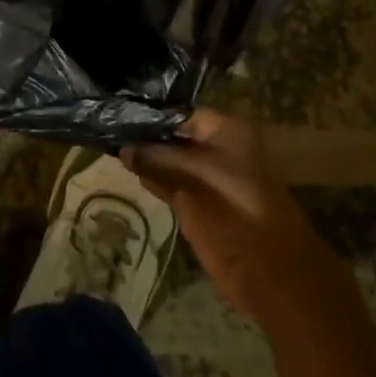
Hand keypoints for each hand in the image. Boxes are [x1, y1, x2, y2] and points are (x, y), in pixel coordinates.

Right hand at [124, 109, 329, 324]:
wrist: (266, 266)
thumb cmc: (237, 204)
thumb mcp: (195, 172)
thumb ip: (158, 158)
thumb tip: (123, 148)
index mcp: (226, 131)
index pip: (181, 114)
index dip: (153, 114)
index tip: (121, 110)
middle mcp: (215, 149)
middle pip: (174, 136)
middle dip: (146, 135)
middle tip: (109, 125)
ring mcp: (204, 177)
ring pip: (169, 161)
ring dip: (145, 156)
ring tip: (110, 143)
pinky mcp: (196, 204)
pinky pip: (168, 184)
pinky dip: (151, 177)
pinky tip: (128, 169)